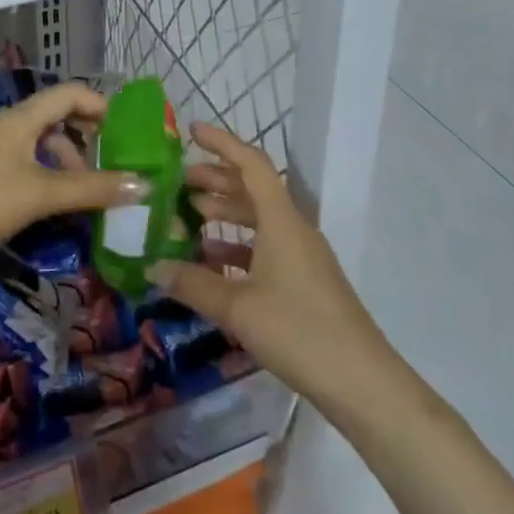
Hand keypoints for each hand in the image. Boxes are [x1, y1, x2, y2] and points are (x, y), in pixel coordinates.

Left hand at [0, 83, 148, 271]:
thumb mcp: (43, 193)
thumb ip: (93, 188)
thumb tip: (144, 185)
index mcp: (23, 119)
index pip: (69, 93)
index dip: (100, 105)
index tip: (126, 133)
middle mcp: (12, 130)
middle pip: (60, 121)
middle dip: (89, 142)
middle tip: (114, 168)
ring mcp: (0, 155)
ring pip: (46, 149)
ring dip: (72, 167)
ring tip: (92, 197)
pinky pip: (33, 171)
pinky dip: (54, 183)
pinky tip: (64, 208)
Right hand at [148, 122, 396, 409]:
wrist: (361, 382)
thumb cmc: (299, 331)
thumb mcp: (238, 307)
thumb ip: (192, 284)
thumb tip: (152, 267)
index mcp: (282, 221)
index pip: (251, 164)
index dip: (222, 143)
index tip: (191, 131)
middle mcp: (293, 229)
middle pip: (252, 190)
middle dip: (215, 180)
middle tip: (177, 181)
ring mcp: (301, 257)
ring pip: (258, 220)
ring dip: (224, 214)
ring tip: (188, 217)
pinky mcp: (303, 282)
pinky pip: (264, 249)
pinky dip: (236, 248)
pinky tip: (210, 263)